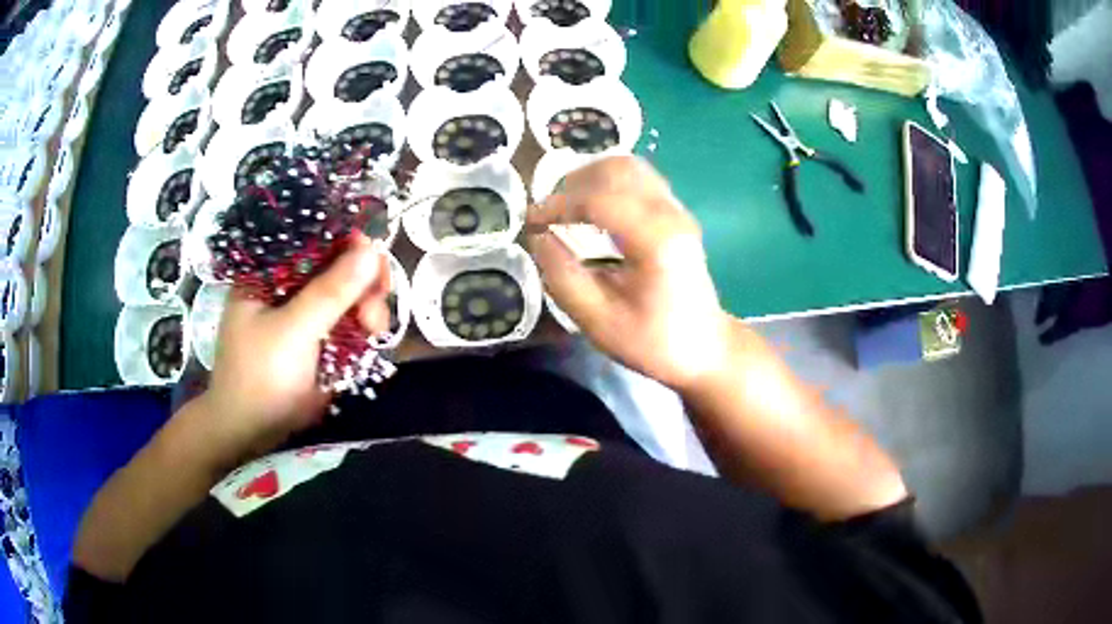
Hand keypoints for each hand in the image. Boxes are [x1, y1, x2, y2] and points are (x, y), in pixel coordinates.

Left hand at [199, 234, 391, 453]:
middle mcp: (286, 287)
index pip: (313, 239)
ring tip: (374, 331)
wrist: (250, 433)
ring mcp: (302, 316)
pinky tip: (371, 338)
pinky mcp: (315, 341)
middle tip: (377, 305)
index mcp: (269, 272)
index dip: (347, 242)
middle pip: (335, 266)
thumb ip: (331, 291)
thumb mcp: (294, 330)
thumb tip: (371, 249)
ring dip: (366, 308)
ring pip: (346, 296)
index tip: (374, 258)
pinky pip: (346, 323)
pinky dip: (362, 329)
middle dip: (362, 282)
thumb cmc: (260, 376)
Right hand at [527, 156, 730, 390]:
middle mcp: (670, 214)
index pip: (599, 200)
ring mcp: (677, 209)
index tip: (530, 222)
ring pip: (629, 167)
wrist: (704, 348)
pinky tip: (592, 210)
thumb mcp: (599, 322)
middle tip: (548, 214)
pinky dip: (608, 184)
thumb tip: (538, 238)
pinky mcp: (675, 213)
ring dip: (590, 179)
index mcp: (656, 240)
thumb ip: (563, 277)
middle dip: (573, 184)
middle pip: (617, 170)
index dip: (557, 205)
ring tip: (566, 208)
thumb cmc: (654, 342)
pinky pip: (638, 180)